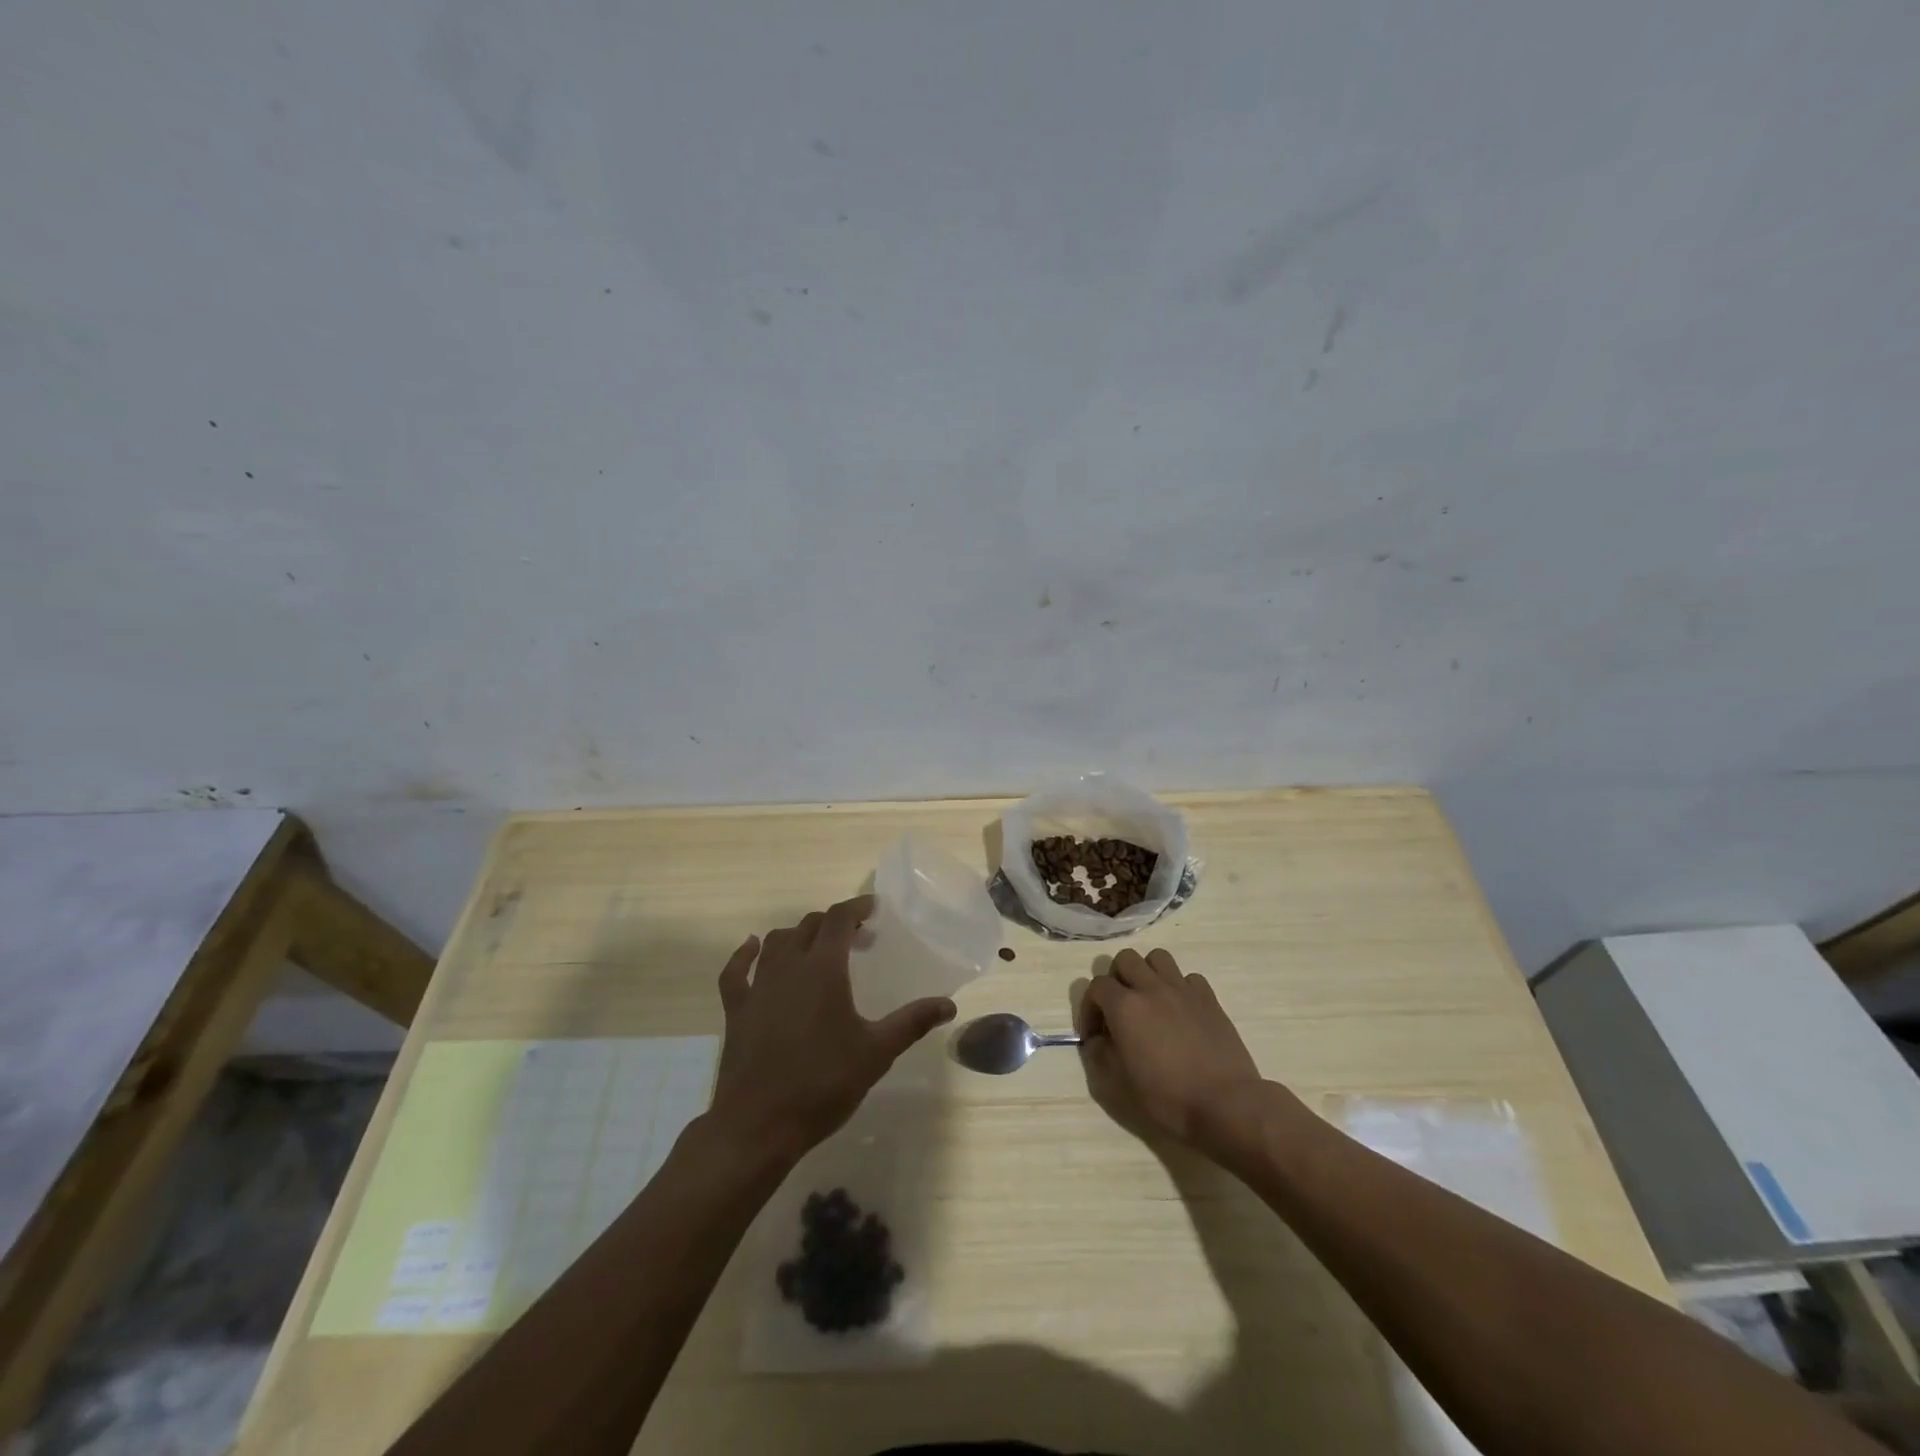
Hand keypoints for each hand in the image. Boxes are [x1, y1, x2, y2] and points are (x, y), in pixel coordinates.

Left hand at [708, 894, 955, 1162]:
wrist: (758, 1125)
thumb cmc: (822, 1084)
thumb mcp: (876, 1053)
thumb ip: (911, 1022)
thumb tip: (949, 1004)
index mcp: (823, 970)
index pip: (838, 919)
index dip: (856, 907)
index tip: (873, 908)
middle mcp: (788, 967)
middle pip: (809, 926)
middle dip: (833, 923)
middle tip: (856, 937)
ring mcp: (758, 987)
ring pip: (776, 942)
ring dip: (798, 935)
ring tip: (816, 947)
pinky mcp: (736, 1009)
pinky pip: (736, 970)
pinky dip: (745, 954)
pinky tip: (752, 949)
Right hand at [1078, 948, 1263, 1151]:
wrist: (1226, 1104)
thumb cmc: (1169, 1098)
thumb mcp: (1121, 1085)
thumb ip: (1101, 1055)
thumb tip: (1097, 1041)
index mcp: (1125, 1007)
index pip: (1097, 986)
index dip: (1089, 1008)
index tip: (1094, 1034)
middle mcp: (1151, 988)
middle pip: (1125, 959)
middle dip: (1116, 979)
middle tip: (1119, 1009)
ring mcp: (1183, 989)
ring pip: (1157, 958)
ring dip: (1147, 973)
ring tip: (1149, 1000)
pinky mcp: (1209, 998)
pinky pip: (1188, 977)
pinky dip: (1179, 987)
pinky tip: (1180, 1011)